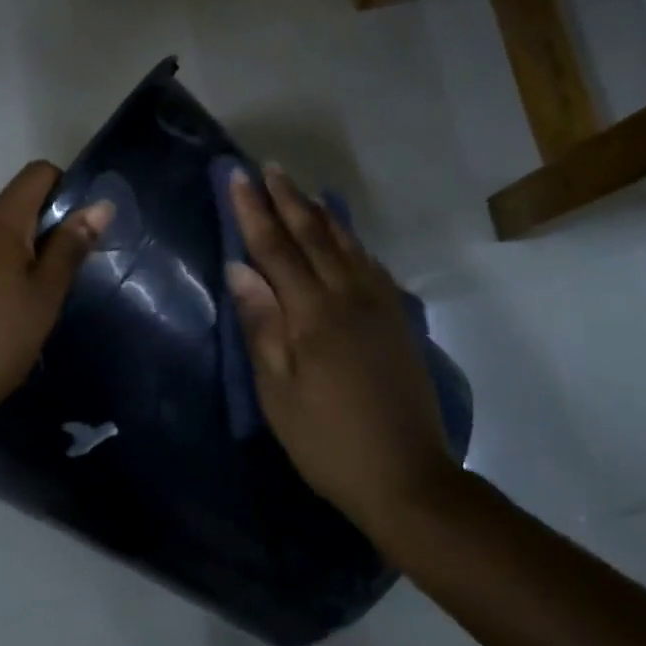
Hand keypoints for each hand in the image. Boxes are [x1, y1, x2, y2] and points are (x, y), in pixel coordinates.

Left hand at [0, 160, 113, 442]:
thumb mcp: (42, 298)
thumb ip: (69, 249)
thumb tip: (100, 205)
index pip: (37, 174)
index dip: (66, 189)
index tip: (83, 229)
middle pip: (14, 209)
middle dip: (44, 234)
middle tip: (63, 281)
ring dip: (17, 260)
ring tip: (32, 308)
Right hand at [226, 165, 459, 548]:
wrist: (408, 477)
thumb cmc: (327, 440)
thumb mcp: (277, 392)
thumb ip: (261, 325)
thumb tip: (239, 268)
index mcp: (313, 314)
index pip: (275, 248)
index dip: (253, 211)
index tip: (237, 177)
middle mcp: (349, 297)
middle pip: (313, 236)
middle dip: (287, 199)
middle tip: (267, 167)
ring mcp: (380, 306)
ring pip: (346, 244)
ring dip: (320, 212)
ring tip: (302, 188)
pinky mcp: (399, 320)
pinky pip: (371, 265)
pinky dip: (352, 241)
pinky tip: (344, 235)